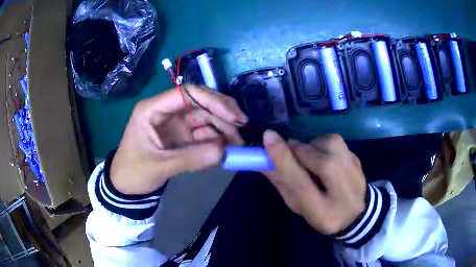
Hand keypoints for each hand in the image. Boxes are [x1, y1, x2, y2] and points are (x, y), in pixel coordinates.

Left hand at [110, 85, 247, 194]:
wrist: (126, 187)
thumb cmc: (133, 172)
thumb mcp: (159, 166)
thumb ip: (191, 159)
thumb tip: (224, 153)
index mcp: (153, 109)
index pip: (186, 93)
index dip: (213, 100)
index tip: (234, 116)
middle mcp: (166, 111)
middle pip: (200, 103)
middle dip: (223, 113)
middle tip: (243, 128)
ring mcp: (175, 123)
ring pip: (205, 117)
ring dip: (224, 127)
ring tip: (239, 143)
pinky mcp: (181, 136)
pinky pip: (203, 133)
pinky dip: (217, 139)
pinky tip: (228, 147)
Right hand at [262, 130, 365, 234]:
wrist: (355, 213)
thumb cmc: (319, 212)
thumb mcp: (297, 204)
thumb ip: (281, 183)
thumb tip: (261, 159)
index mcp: (323, 213)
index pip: (302, 185)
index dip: (284, 161)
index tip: (268, 137)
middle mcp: (344, 194)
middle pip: (321, 162)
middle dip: (300, 151)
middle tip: (291, 151)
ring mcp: (356, 175)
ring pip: (331, 145)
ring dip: (313, 146)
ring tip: (311, 158)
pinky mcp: (358, 160)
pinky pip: (337, 142)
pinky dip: (324, 144)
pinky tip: (325, 157)